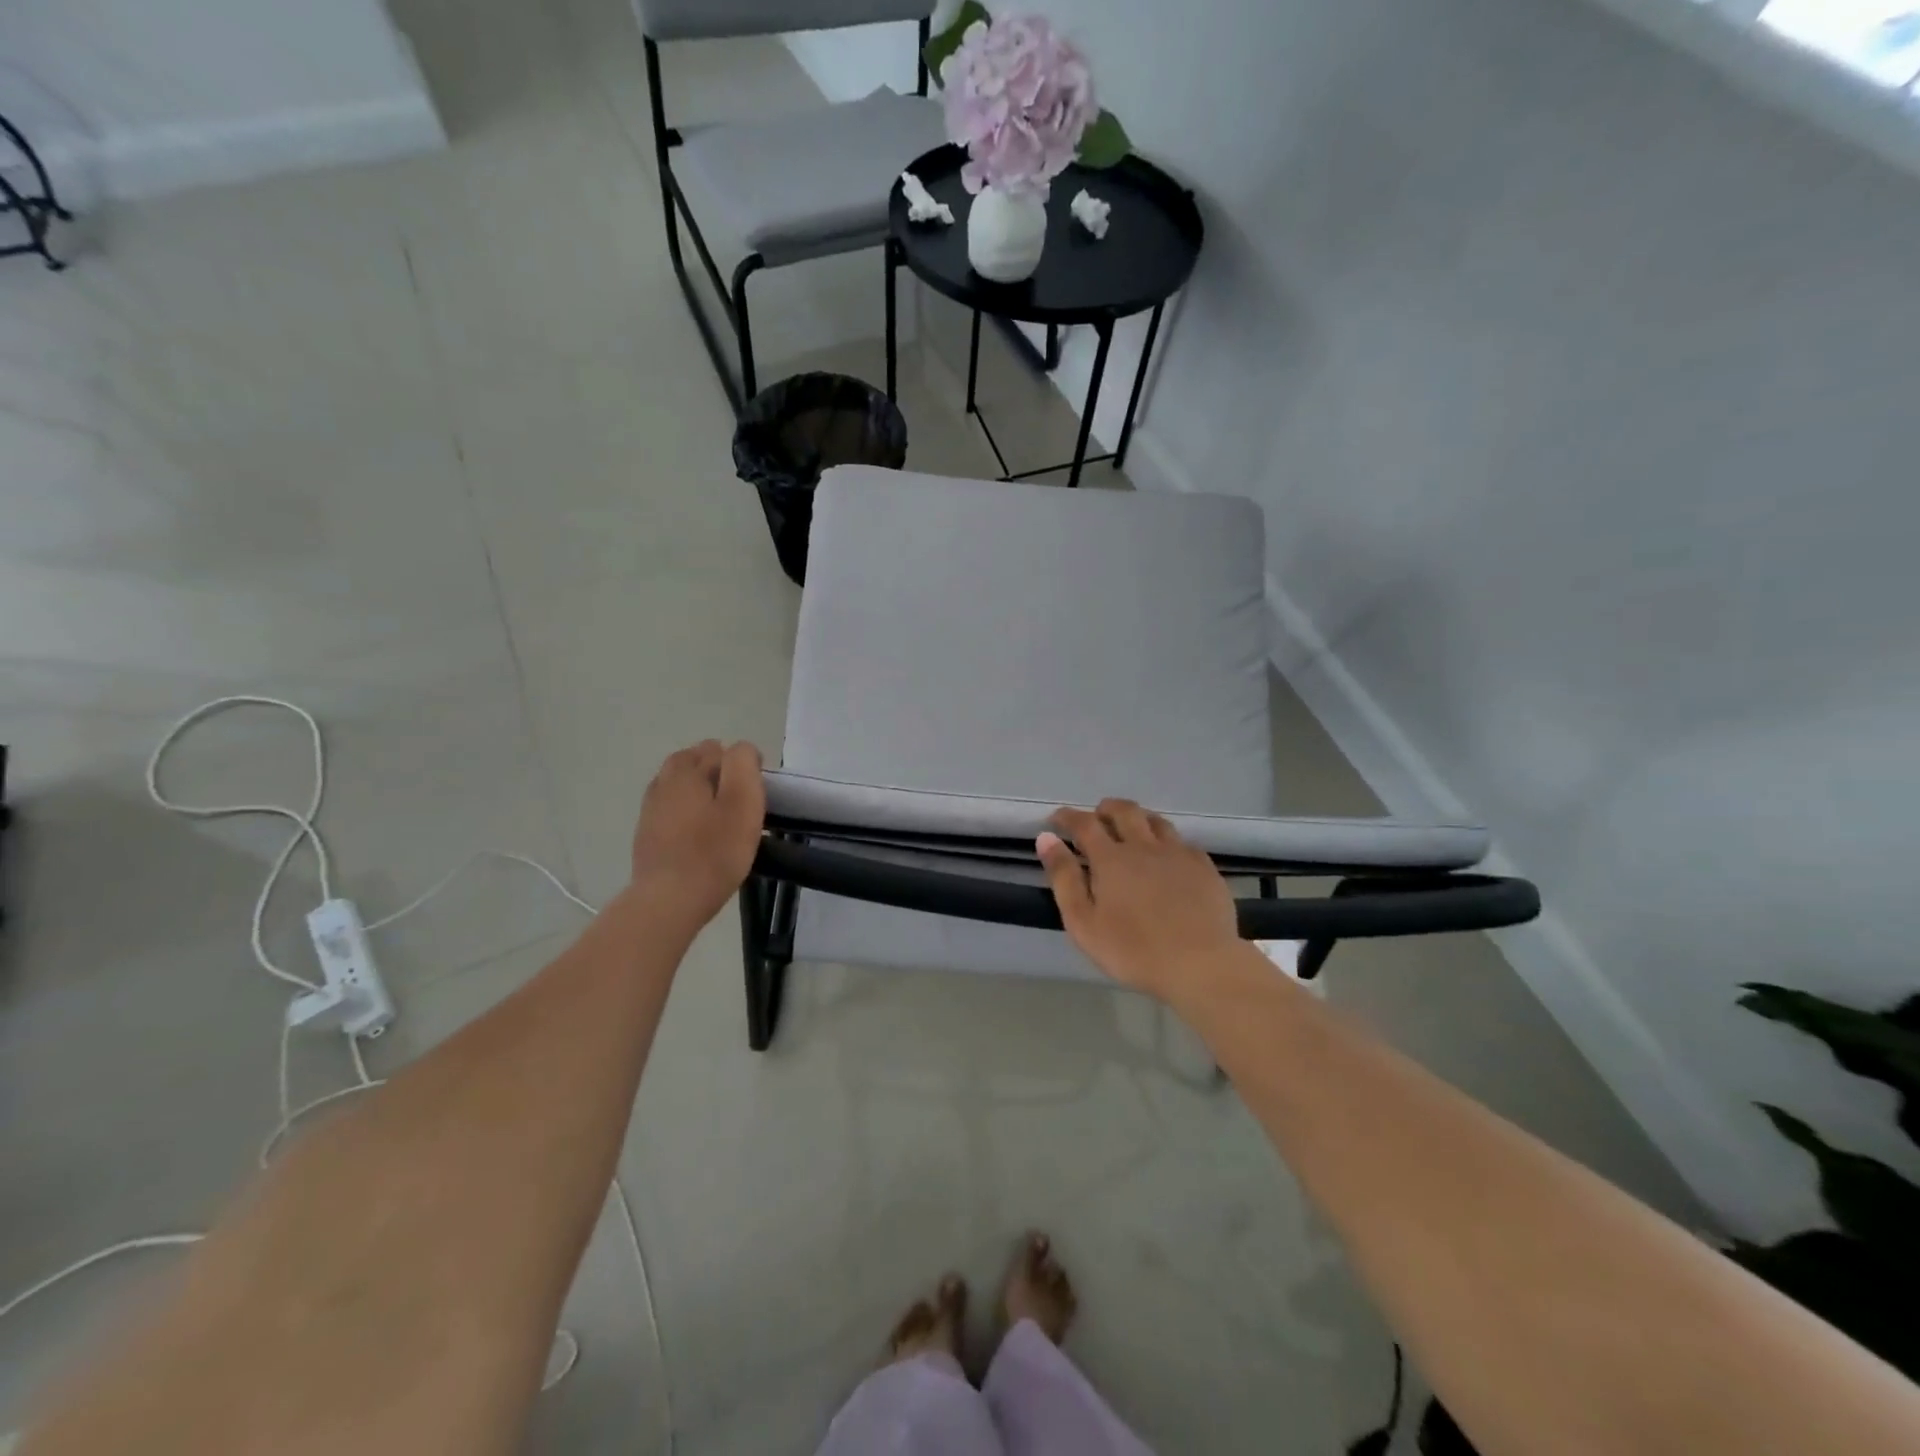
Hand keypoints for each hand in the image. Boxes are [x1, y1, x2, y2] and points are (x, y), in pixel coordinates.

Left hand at [630, 740, 764, 928]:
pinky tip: (699, 835)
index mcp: (686, 770)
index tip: (753, 794)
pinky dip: (687, 814)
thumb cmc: (714, 850)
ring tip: (721, 819)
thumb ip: (743, 764)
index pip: (718, 749)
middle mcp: (663, 782)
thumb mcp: (743, 801)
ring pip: (679, 786)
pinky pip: (670, 810)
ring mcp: (650, 809)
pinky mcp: (646, 834)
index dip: (741, 766)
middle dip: (717, 773)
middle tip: (738, 804)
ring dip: (700, 793)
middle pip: (693, 762)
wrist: (669, 900)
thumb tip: (741, 750)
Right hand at [1037, 799, 1241, 1003]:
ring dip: (1138, 818)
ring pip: (1156, 821)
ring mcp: (1178, 854)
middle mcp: (1144, 846)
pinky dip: (1167, 841)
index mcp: (1111, 858)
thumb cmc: (1133, 950)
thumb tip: (1046, 838)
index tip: (1056, 818)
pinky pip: (1182, 842)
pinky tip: (1168, 856)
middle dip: (1106, 809)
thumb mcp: (1083, 922)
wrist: (1201, 964)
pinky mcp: (1204, 867)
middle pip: (1124, 811)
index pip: (1084, 824)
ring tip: (1131, 830)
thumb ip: (1063, 878)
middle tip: (1097, 817)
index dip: (1068, 817)